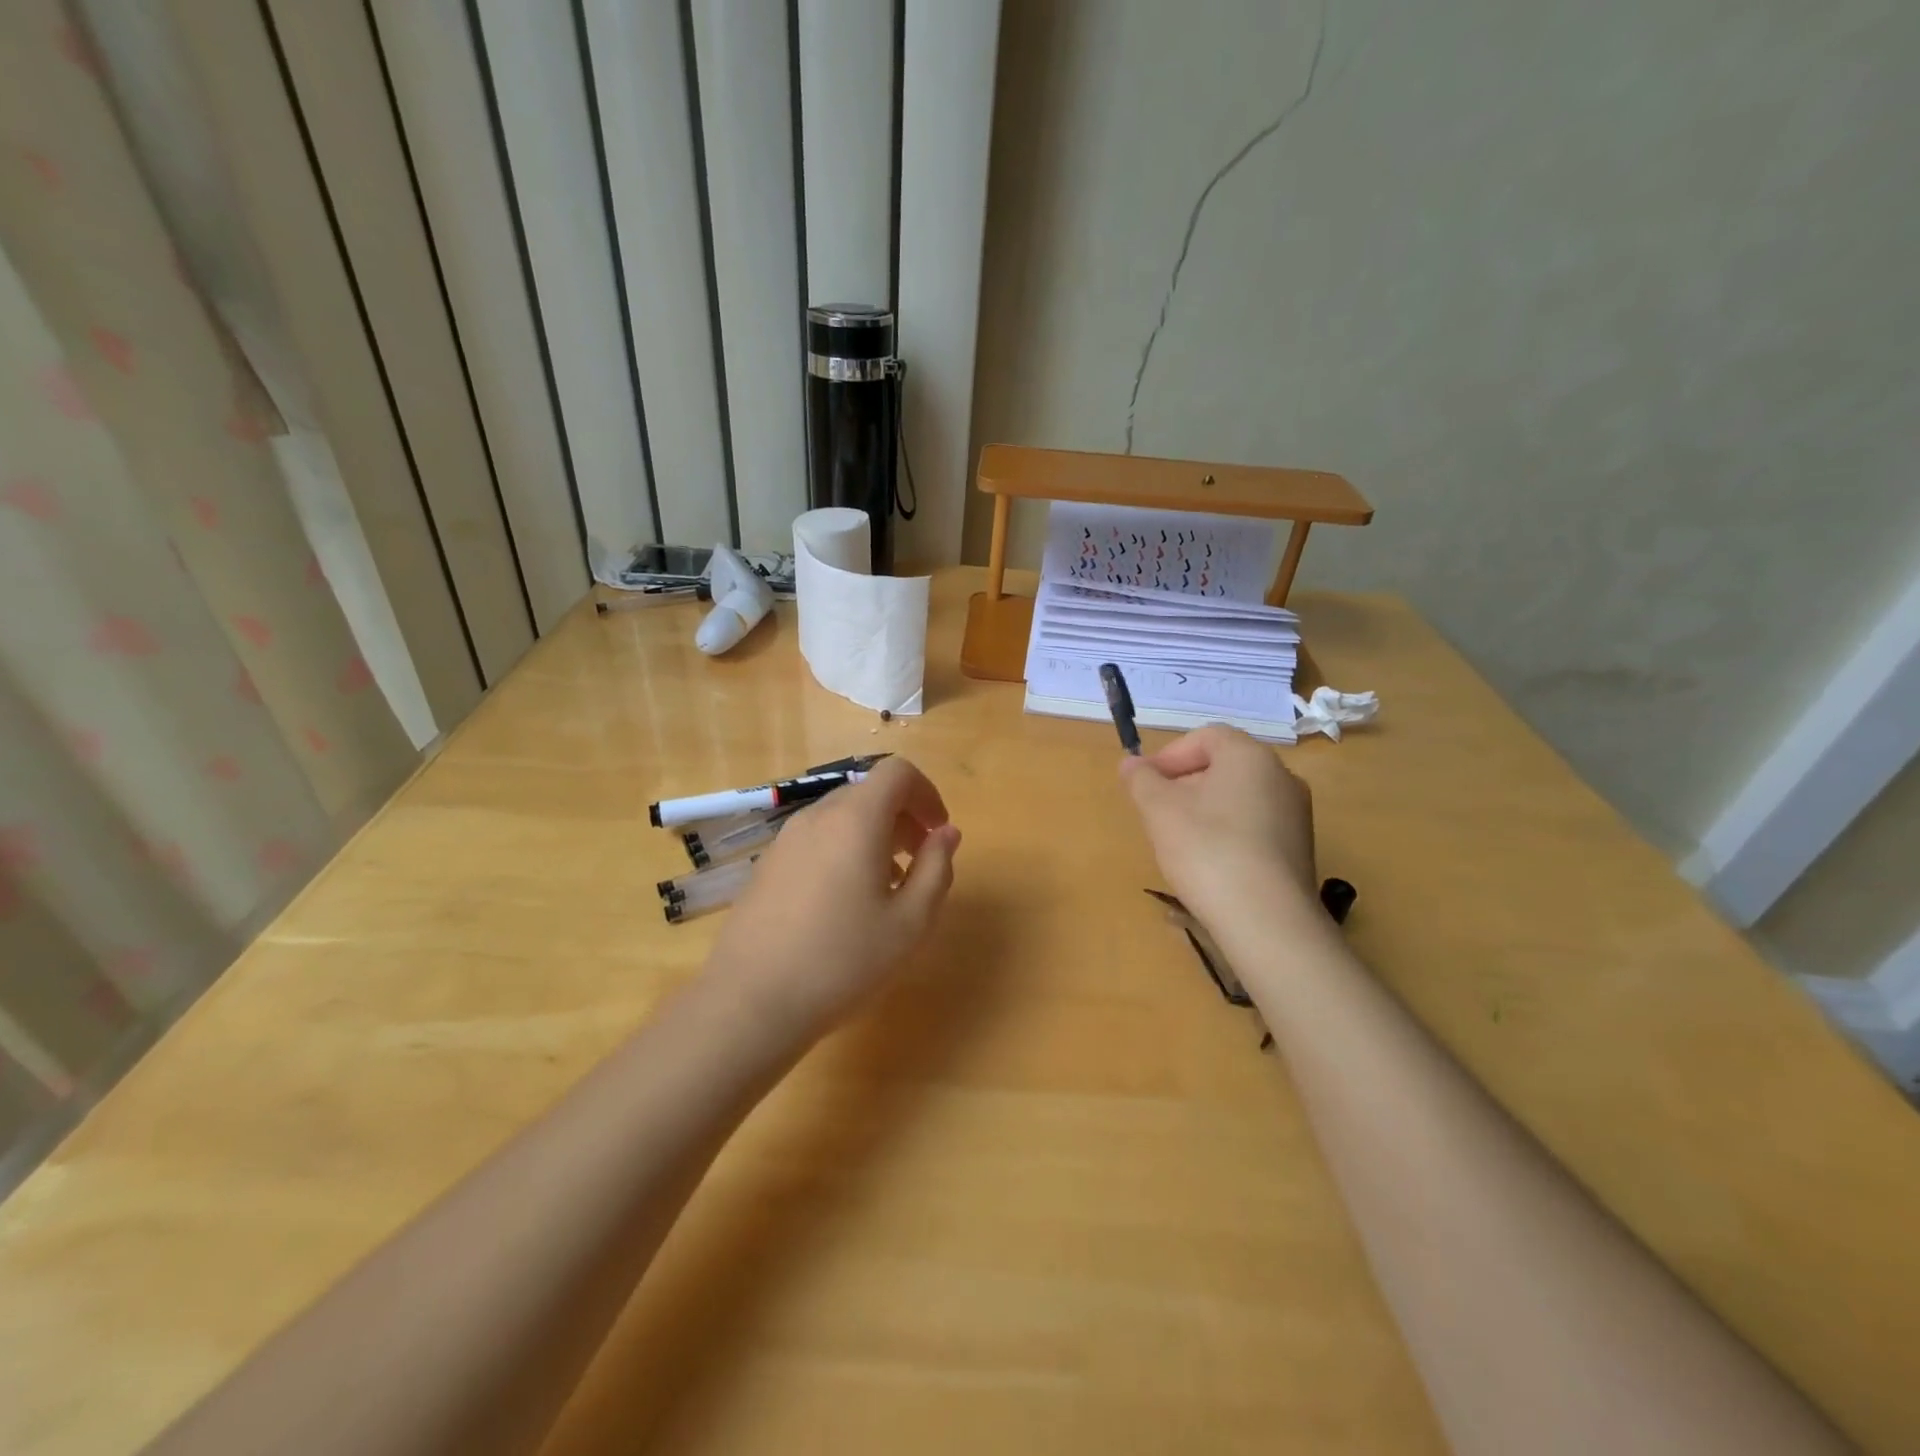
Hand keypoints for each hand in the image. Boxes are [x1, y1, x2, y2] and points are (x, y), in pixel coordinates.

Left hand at [707, 757, 960, 1038]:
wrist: (751, 1002)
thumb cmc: (843, 960)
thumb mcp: (911, 922)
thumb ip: (936, 868)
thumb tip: (946, 833)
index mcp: (855, 819)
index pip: (897, 772)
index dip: (927, 793)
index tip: (939, 832)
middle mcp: (817, 817)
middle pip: (868, 793)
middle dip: (903, 817)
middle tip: (920, 861)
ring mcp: (785, 840)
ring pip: (841, 817)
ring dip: (873, 836)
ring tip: (887, 887)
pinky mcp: (767, 866)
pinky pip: (816, 840)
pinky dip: (843, 851)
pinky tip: (845, 904)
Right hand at [1120, 725, 1316, 927]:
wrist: (1267, 920)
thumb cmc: (1207, 850)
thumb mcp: (1159, 810)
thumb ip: (1141, 780)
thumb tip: (1131, 763)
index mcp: (1250, 756)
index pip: (1207, 736)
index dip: (1170, 755)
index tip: (1145, 783)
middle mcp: (1282, 777)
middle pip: (1224, 767)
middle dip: (1184, 784)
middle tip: (1157, 813)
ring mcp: (1296, 815)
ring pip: (1239, 798)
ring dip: (1204, 810)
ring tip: (1179, 843)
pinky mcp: (1299, 850)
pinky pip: (1255, 827)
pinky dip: (1228, 834)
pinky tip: (1210, 865)